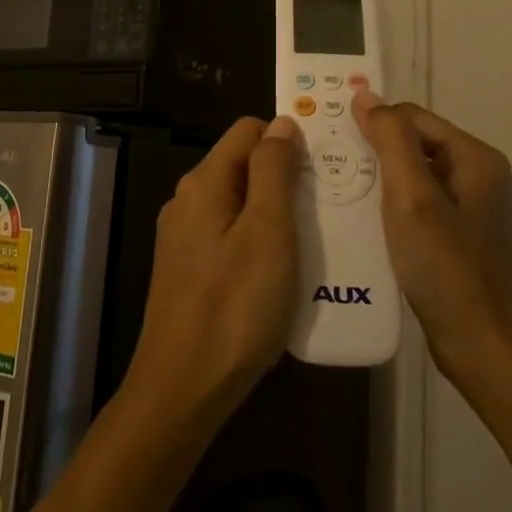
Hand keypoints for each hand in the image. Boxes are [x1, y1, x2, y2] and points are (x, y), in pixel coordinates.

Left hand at [122, 116, 301, 433]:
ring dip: (276, 213)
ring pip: (239, 204)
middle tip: (328, 205)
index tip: (325, 165)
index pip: (248, 131)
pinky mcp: (189, 270)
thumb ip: (273, 172)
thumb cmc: (234, 307)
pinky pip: (230, 237)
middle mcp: (188, 201)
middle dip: (285, 178)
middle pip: (243, 167)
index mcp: (204, 183)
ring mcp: (184, 237)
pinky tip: (284, 272)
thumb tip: (281, 123)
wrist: (182, 388)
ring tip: (316, 238)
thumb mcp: (267, 232)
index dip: (286, 139)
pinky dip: (259, 242)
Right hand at [351, 92, 511, 388]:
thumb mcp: (413, 198)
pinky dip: (388, 209)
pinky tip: (361, 224)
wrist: (486, 351)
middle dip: (371, 152)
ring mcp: (469, 210)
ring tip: (336, 193)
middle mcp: (477, 176)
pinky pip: (416, 207)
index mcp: (474, 158)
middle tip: (326, 167)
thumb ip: (390, 141)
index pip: (412, 117)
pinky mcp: (457, 239)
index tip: (330, 140)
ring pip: (411, 177)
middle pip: (413, 144)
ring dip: (376, 182)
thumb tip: (366, 94)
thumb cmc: (448, 269)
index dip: (372, 123)